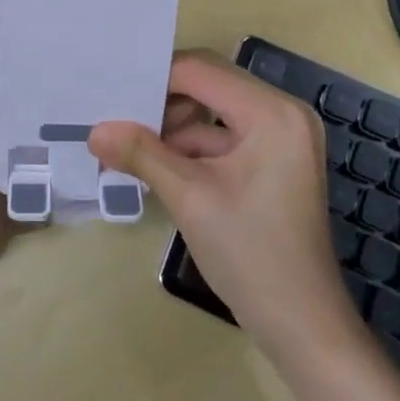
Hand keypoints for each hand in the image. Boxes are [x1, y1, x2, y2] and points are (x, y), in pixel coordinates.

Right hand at [89, 50, 356, 360]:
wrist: (304, 329)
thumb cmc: (251, 256)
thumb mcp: (189, 199)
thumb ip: (141, 154)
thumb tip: (95, 130)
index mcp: (272, 112)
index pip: (201, 71)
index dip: (154, 78)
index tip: (112, 93)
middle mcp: (284, 111)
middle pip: (210, 84)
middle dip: (163, 101)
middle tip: (117, 115)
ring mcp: (284, 136)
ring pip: (214, 110)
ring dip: (175, 126)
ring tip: (130, 144)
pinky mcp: (277, 159)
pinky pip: (226, 134)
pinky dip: (194, 147)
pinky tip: (158, 165)